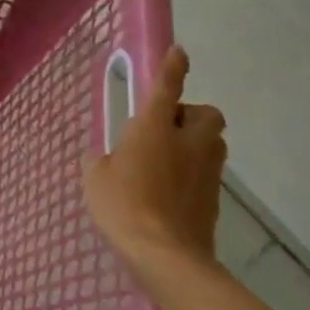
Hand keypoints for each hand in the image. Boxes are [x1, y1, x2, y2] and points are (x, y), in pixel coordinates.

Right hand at [84, 46, 228, 280]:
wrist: (166, 256)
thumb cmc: (123, 206)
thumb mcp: (96, 177)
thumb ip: (102, 160)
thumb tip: (105, 157)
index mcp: (155, 128)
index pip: (168, 87)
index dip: (173, 67)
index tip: (179, 53)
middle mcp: (188, 142)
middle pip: (207, 114)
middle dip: (193, 113)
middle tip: (168, 126)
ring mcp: (206, 171)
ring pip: (213, 142)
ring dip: (197, 141)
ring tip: (170, 157)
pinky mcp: (214, 198)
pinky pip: (208, 172)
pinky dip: (195, 172)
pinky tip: (171, 189)